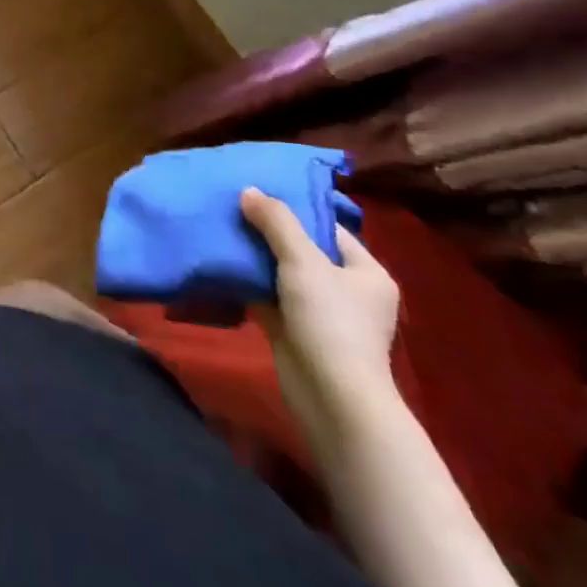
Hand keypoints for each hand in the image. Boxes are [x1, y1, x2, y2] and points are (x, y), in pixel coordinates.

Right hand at [239, 187, 400, 447]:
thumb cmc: (330, 320)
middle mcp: (348, 290)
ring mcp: (321, 313)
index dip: (295, 210)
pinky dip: (248, 282)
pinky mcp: (295, 331)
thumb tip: (249, 190)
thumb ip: (276, 222)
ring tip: (221, 229)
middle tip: (234, 207)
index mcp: (366, 272)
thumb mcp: (303, 260)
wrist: (330, 396)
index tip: (258, 194)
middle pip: (303, 249)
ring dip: (255, 257)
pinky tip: (221, 263)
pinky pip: (268, 296)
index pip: (328, 228)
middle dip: (268, 232)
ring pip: (282, 273)